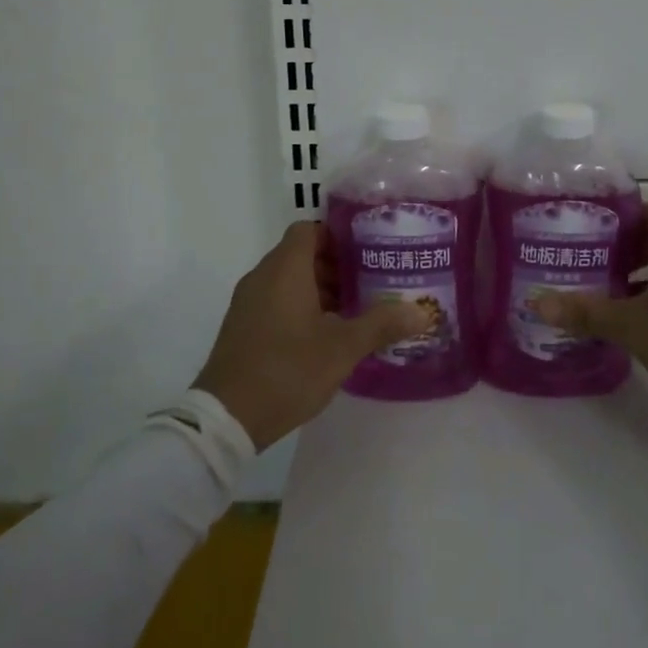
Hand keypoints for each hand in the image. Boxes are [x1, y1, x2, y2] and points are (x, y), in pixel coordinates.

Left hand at [193, 221, 431, 449]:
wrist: (226, 418)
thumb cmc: (287, 370)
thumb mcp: (342, 348)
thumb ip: (381, 324)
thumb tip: (421, 312)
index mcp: (285, 269)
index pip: (310, 229)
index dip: (338, 235)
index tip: (368, 251)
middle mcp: (263, 277)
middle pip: (301, 254)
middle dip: (336, 265)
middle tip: (370, 282)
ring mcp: (248, 303)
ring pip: (289, 280)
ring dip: (320, 288)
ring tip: (354, 310)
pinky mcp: (243, 327)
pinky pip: (276, 301)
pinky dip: (301, 307)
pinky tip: (326, 335)